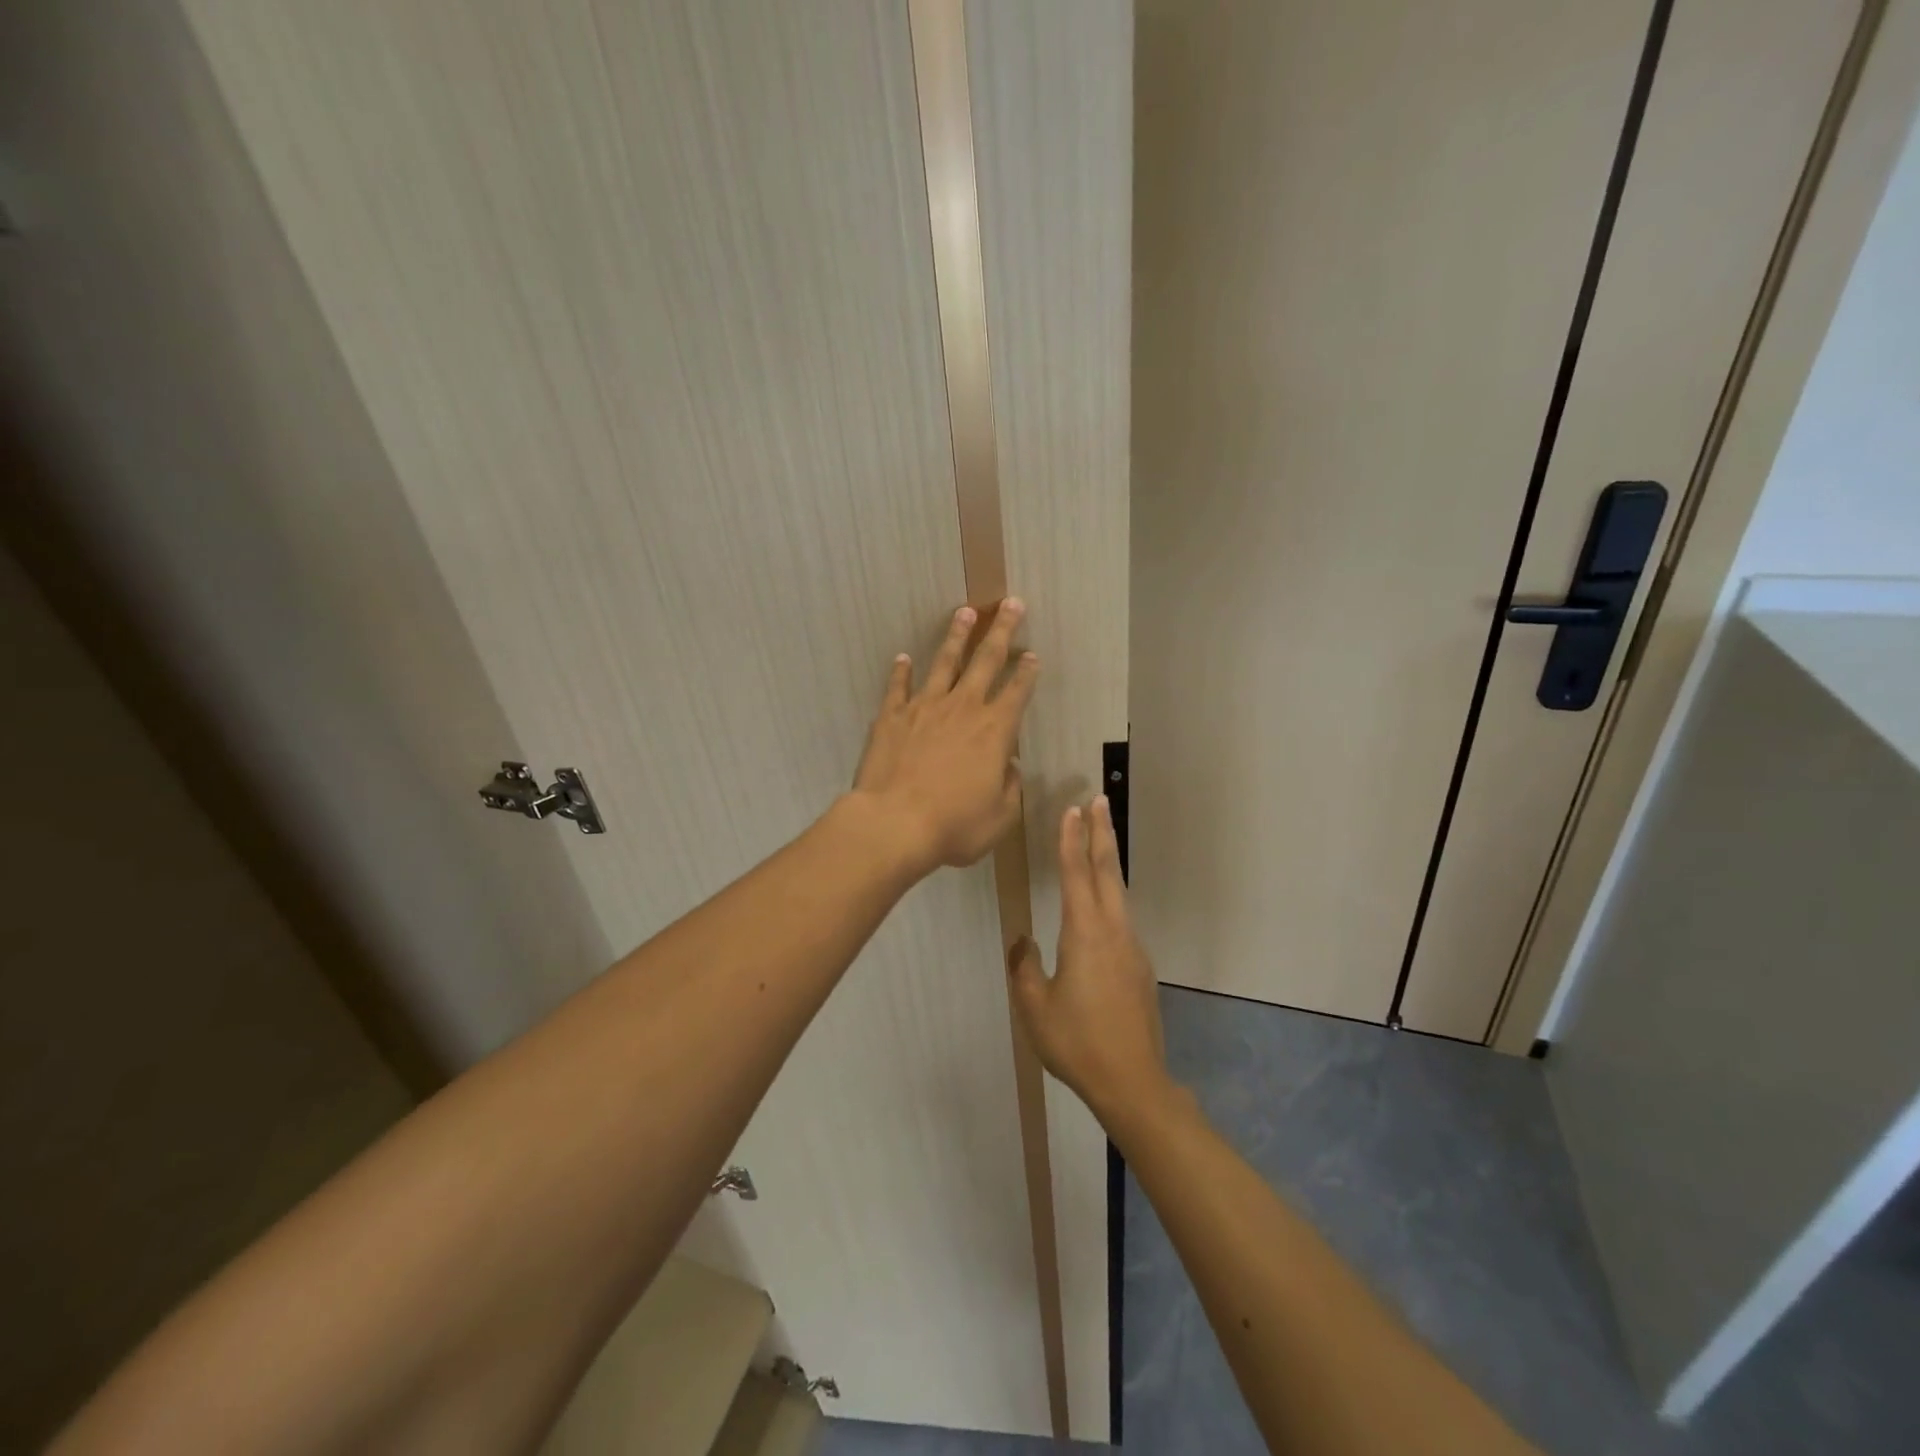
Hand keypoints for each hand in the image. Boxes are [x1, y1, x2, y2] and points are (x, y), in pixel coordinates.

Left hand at [851, 600, 1037, 874]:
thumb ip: (1010, 788)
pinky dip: (901, 672)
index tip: (1033, 654)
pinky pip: (898, 687)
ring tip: (965, 612)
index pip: (1017, 692)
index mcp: (995, 731)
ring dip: (956, 637)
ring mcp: (924, 708)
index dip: (1028, 672)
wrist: (894, 823)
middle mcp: (963, 709)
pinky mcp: (892, 716)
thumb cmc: (954, 825)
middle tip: (1011, 603)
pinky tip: (903, 658)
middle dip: (1002, 630)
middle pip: (986, 660)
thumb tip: (1009, 766)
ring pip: (944, 663)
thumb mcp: (999, 817)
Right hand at [1009, 798, 1171, 1124]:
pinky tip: (1101, 906)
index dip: (1071, 840)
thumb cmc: (1077, 1043)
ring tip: (1100, 839)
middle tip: (1099, 800)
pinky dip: (1111, 895)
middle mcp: (1113, 931)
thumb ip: (1025, 969)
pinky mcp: (1139, 967)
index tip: (1072, 809)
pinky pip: (1122, 919)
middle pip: (1108, 871)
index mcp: (1085, 934)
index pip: (1076, 875)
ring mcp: (1131, 948)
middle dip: (1102, 833)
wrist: (1133, 1082)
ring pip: (1119, 893)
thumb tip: (1022, 942)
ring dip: (1108, 861)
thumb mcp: (1035, 1008)